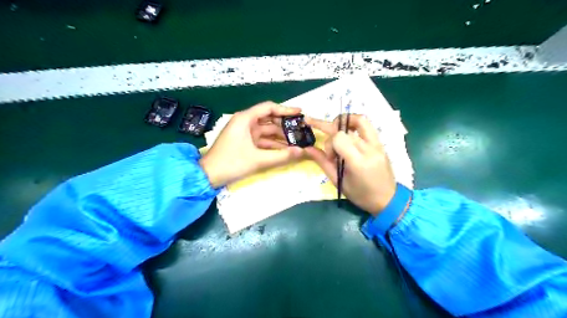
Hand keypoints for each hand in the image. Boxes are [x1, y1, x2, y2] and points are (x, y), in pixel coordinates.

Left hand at [200, 100, 304, 188]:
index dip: (285, 110)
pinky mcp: (245, 143)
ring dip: (280, 137)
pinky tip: (286, 150)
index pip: (269, 108)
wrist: (209, 175)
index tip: (300, 113)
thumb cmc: (231, 163)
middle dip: (285, 125)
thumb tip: (302, 152)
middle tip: (301, 130)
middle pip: (270, 119)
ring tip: (297, 142)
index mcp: (245, 119)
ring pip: (267, 131)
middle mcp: (245, 122)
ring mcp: (245, 133)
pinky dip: (273, 145)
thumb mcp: (258, 159)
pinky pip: (263, 140)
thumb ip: (281, 156)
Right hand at [306, 114, 394, 215]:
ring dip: (344, 120)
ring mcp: (378, 144)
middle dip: (330, 131)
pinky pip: (367, 126)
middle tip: (317, 127)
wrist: (388, 199)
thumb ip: (323, 162)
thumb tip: (307, 148)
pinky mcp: (381, 143)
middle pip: (345, 129)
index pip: (339, 138)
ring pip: (359, 120)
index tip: (330, 157)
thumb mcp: (338, 181)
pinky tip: (347, 131)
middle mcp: (369, 149)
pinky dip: (354, 124)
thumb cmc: (360, 195)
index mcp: (358, 162)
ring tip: (335, 127)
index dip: (329, 144)